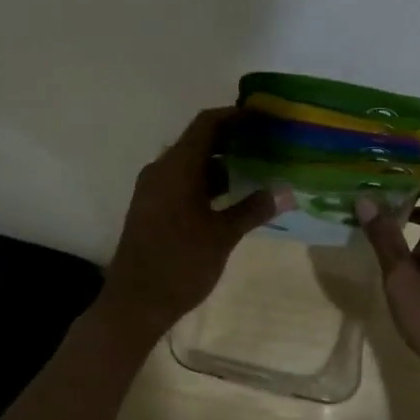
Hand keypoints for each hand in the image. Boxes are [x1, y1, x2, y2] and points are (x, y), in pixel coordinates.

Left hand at [99, 107, 284, 336]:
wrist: (134, 303)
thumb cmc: (180, 264)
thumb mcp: (222, 236)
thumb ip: (254, 209)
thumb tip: (286, 191)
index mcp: (176, 167)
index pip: (206, 124)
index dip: (235, 115)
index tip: (263, 117)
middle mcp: (160, 170)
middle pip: (197, 140)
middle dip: (231, 138)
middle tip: (265, 142)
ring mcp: (152, 189)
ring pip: (189, 162)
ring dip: (219, 162)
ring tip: (255, 167)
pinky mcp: (150, 207)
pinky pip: (180, 180)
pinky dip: (205, 180)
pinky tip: (230, 196)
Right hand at [356, 147, 419, 388]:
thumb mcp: (401, 280)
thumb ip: (383, 237)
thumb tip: (364, 198)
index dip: (410, 147)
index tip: (378, 146)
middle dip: (399, 173)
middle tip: (360, 174)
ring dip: (405, 200)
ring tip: (368, 201)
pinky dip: (417, 221)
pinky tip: (390, 235)